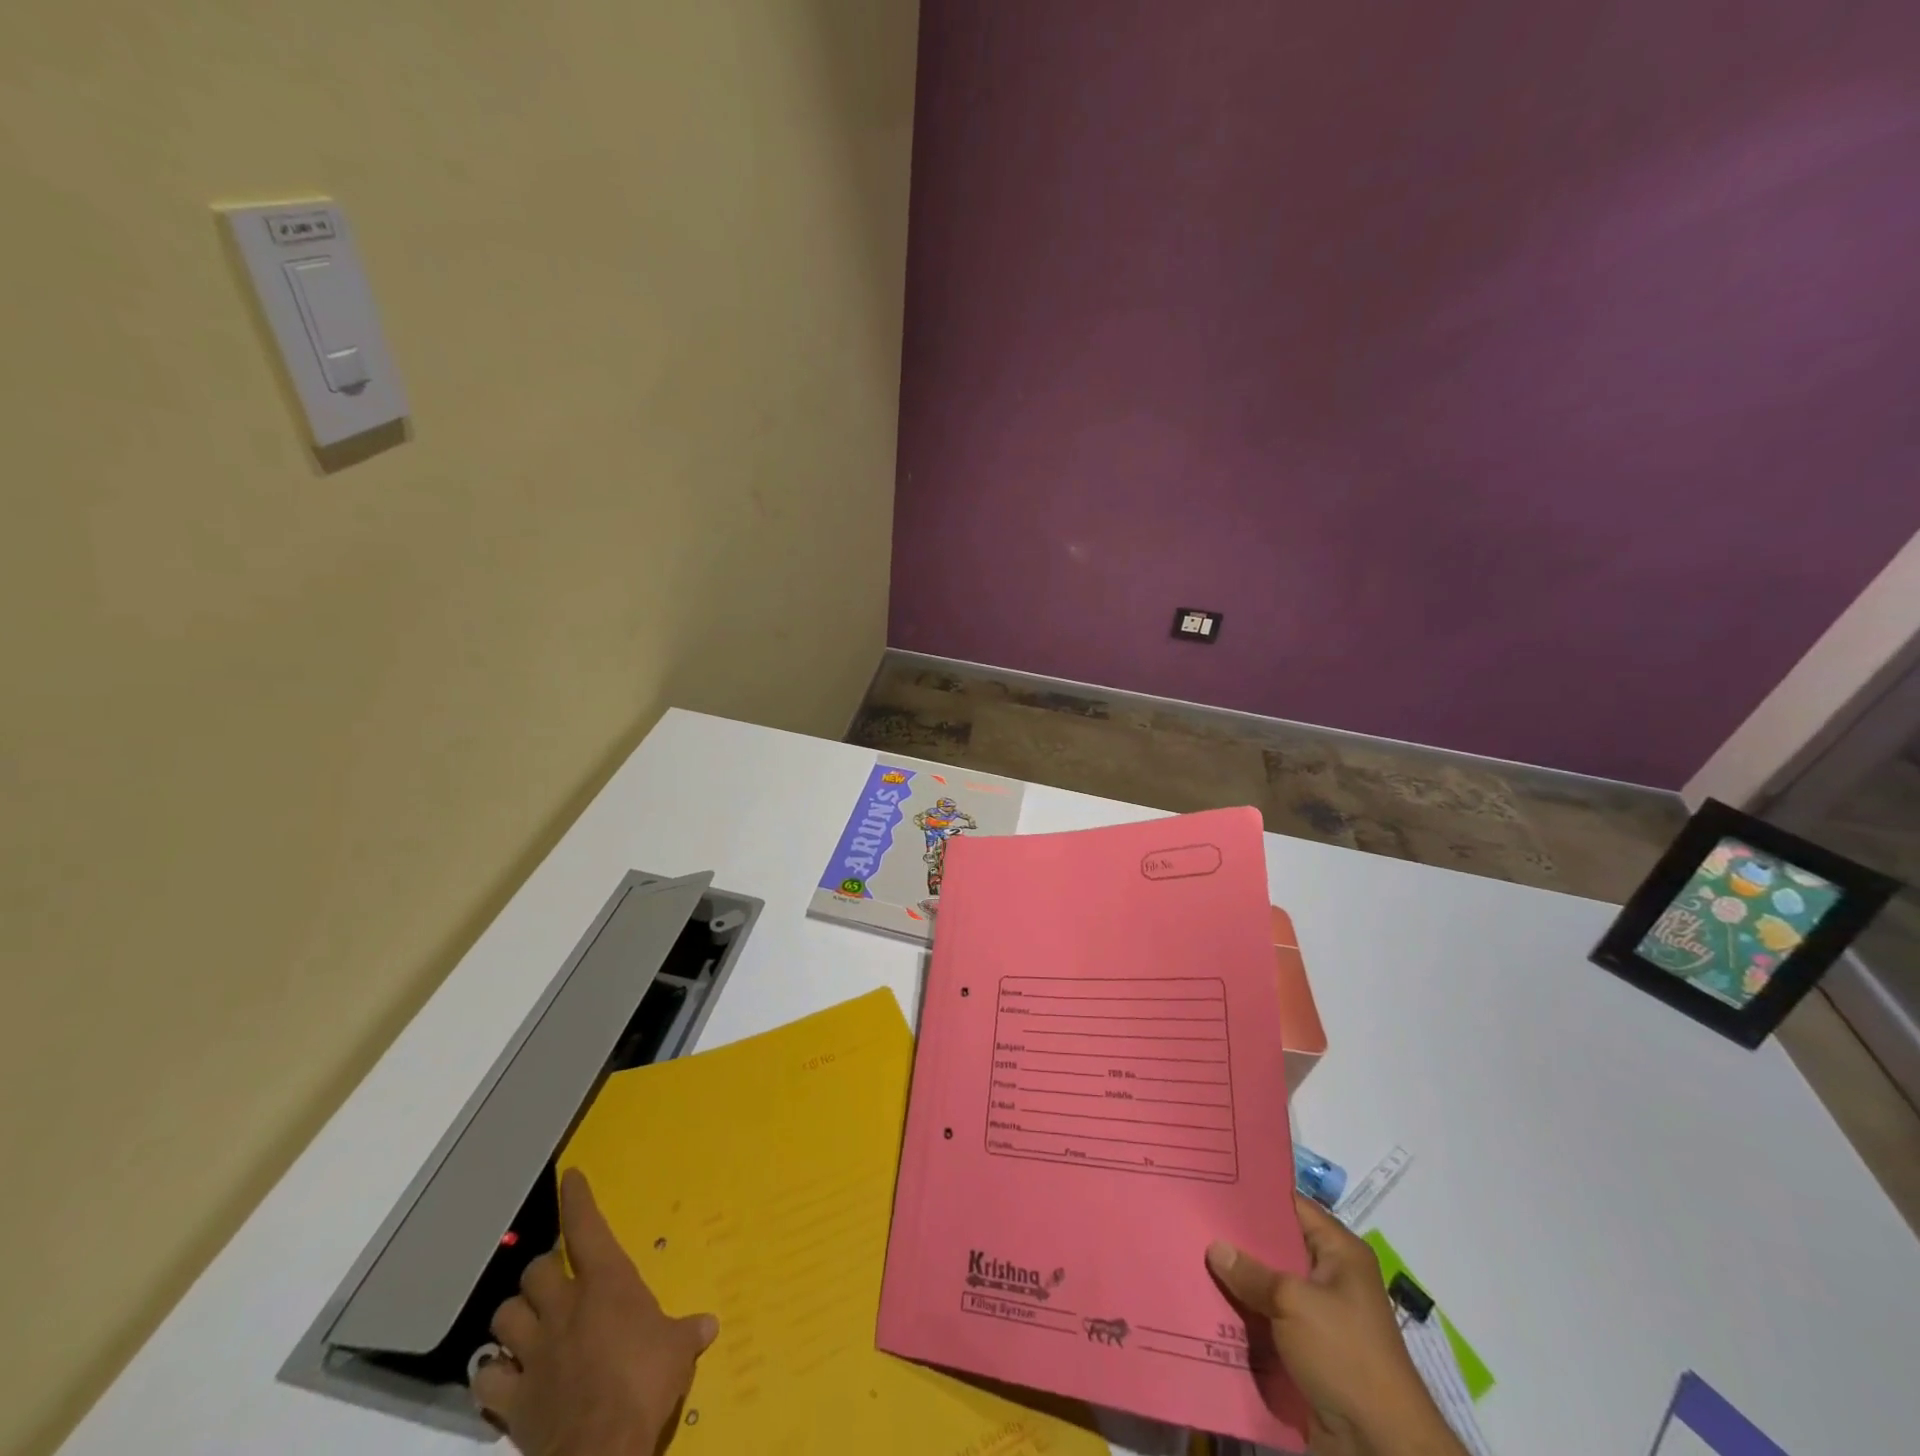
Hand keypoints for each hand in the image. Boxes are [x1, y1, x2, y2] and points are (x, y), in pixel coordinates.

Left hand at [474, 1168, 718, 1455]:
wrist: (602, 1447)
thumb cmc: (646, 1381)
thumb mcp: (677, 1350)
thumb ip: (687, 1332)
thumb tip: (709, 1325)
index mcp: (605, 1284)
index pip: (586, 1227)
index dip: (577, 1199)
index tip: (569, 1177)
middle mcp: (563, 1308)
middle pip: (535, 1271)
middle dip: (542, 1272)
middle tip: (555, 1281)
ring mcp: (533, 1353)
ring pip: (505, 1316)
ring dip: (514, 1316)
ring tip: (524, 1323)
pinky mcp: (512, 1398)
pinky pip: (486, 1378)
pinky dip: (492, 1373)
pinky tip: (500, 1375)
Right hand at [1207, 1195, 1464, 1455]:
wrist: (1381, 1448)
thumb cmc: (1345, 1356)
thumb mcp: (1294, 1303)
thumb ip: (1252, 1273)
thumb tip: (1214, 1247)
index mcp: (1340, 1252)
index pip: (1291, 1205)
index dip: (1254, 1193)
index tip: (1212, 1182)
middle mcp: (1331, 1277)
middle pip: (1276, 1246)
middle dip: (1238, 1239)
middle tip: (1193, 1219)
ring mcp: (1320, 1316)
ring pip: (1269, 1286)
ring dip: (1238, 1281)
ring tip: (1190, 1256)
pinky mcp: (1309, 1351)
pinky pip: (1269, 1321)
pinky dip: (1245, 1316)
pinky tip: (1207, 1303)